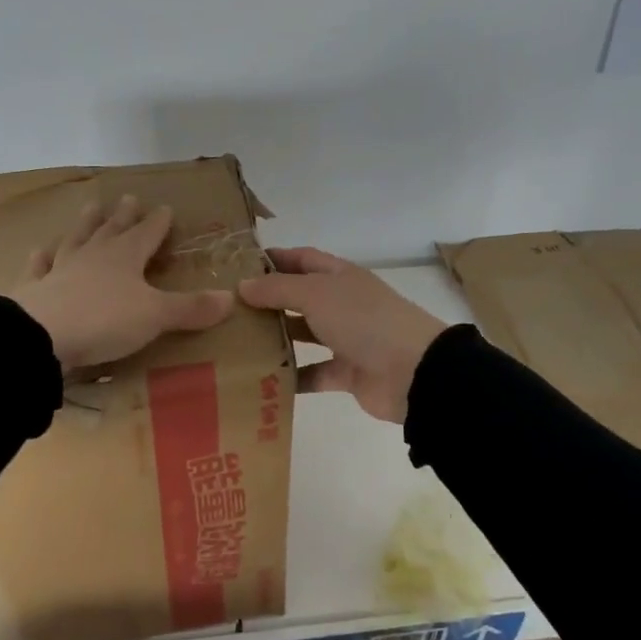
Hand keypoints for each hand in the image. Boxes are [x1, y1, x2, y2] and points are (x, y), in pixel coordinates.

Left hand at [9, 196, 233, 372]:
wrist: (41, 336)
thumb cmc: (105, 320)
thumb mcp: (156, 316)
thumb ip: (191, 308)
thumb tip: (232, 298)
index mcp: (126, 256)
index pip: (147, 233)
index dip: (158, 222)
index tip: (165, 207)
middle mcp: (94, 255)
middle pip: (111, 229)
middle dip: (123, 215)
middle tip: (128, 197)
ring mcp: (61, 269)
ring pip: (76, 239)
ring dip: (85, 225)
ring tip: (90, 208)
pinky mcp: (36, 289)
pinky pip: (39, 267)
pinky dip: (41, 258)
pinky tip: (39, 249)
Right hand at [238, 247, 447, 422]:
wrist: (413, 371)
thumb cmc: (363, 320)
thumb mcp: (316, 294)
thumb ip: (278, 289)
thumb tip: (243, 285)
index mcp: (339, 276)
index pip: (302, 259)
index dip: (274, 259)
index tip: (237, 266)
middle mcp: (342, 303)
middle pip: (299, 297)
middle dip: (267, 301)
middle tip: (227, 309)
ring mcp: (346, 338)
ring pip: (304, 335)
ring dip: (275, 339)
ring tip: (236, 343)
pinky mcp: (347, 373)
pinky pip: (313, 373)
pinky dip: (291, 377)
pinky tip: (260, 381)